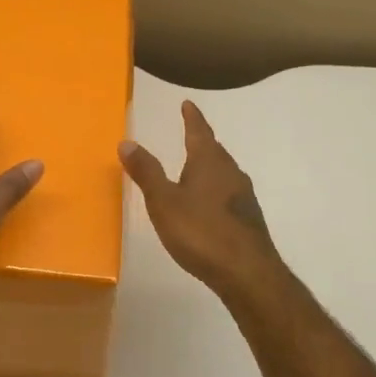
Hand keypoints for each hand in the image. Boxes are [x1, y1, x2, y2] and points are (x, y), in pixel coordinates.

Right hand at [119, 101, 288, 300]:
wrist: (247, 272)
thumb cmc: (201, 232)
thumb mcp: (164, 202)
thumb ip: (146, 172)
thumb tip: (126, 141)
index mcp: (209, 162)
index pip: (199, 132)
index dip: (192, 118)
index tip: (188, 104)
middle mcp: (230, 173)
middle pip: (214, 151)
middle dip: (201, 142)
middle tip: (190, 134)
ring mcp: (243, 197)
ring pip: (224, 173)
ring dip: (210, 167)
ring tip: (196, 169)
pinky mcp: (248, 220)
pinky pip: (229, 194)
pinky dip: (216, 191)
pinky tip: (209, 206)